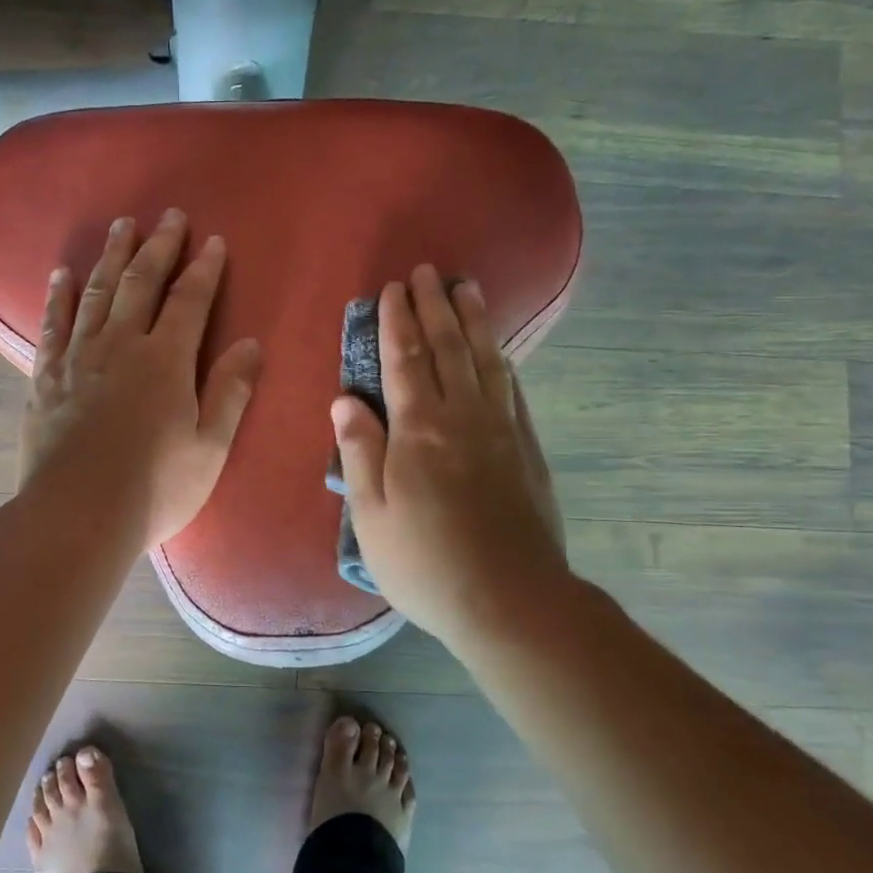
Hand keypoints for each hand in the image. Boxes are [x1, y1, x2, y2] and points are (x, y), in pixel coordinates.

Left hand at [20, 209, 262, 549]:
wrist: (77, 515)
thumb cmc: (155, 487)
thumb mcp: (209, 446)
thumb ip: (230, 392)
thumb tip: (251, 344)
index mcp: (166, 360)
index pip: (190, 301)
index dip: (204, 269)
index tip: (213, 241)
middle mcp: (121, 345)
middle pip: (141, 283)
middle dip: (158, 246)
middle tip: (168, 217)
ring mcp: (79, 358)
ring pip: (98, 293)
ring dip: (112, 257)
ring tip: (121, 227)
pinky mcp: (47, 377)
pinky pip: (54, 324)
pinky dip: (60, 296)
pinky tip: (63, 275)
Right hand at [331, 264, 565, 643]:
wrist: (510, 599)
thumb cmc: (424, 562)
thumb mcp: (371, 514)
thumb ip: (359, 451)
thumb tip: (345, 399)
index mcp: (419, 431)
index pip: (405, 361)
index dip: (397, 322)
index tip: (392, 289)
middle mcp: (464, 418)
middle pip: (448, 349)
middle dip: (434, 307)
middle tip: (427, 272)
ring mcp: (502, 432)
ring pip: (486, 361)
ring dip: (473, 322)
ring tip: (467, 288)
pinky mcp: (527, 451)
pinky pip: (512, 392)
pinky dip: (501, 363)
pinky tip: (497, 353)